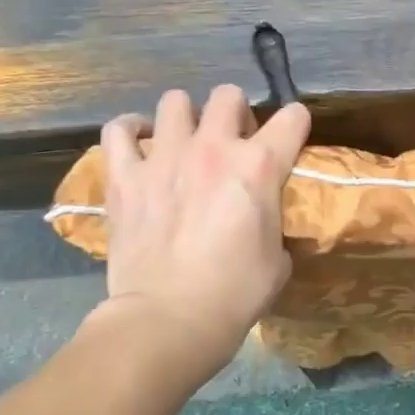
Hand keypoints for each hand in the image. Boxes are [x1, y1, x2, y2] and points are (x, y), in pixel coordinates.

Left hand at [92, 86, 309, 380]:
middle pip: (228, 96)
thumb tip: (262, 218)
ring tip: (184, 141)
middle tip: (232, 142)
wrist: (169, 318)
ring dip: (185, 118)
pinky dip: (131, 132)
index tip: (291, 137)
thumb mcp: (278, 258)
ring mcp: (164, 158)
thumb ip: (272, 221)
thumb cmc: (236, 294)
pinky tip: (139, 142)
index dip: (296, 124)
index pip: (292, 118)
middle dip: (236, 113)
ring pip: (174, 102)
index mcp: (259, 167)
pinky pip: (119, 131)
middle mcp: (213, 149)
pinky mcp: (124, 176)